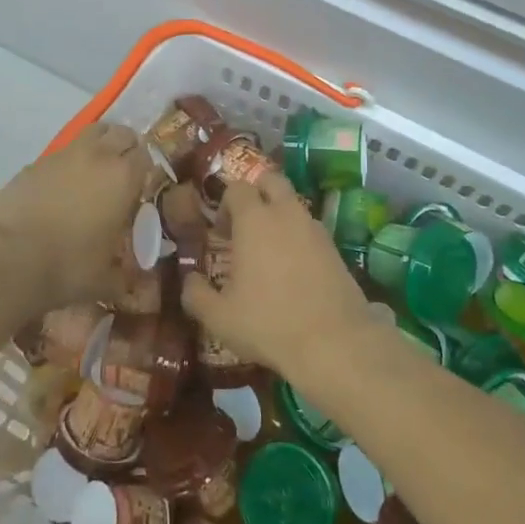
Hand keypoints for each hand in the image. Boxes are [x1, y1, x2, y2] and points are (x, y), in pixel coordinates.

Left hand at [0, 122, 150, 311]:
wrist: (8, 259)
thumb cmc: (67, 267)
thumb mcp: (106, 278)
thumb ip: (126, 274)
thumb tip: (136, 282)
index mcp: (123, 177)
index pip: (146, 155)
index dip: (146, 170)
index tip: (142, 188)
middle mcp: (97, 156)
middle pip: (121, 133)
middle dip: (126, 148)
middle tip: (122, 174)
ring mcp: (63, 155)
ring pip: (92, 131)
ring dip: (99, 145)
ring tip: (95, 171)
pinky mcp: (35, 162)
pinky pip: (62, 153)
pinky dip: (68, 162)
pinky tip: (61, 188)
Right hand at [181, 175, 372, 381]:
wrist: (334, 342)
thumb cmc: (268, 323)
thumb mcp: (219, 317)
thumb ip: (196, 295)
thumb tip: (189, 281)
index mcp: (254, 219)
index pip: (237, 188)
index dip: (226, 204)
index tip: (220, 232)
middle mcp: (286, 213)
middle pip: (271, 180)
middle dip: (257, 192)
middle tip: (247, 224)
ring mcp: (314, 228)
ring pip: (294, 204)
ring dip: (279, 215)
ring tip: (269, 251)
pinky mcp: (335, 247)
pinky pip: (310, 228)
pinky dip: (299, 237)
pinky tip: (294, 269)